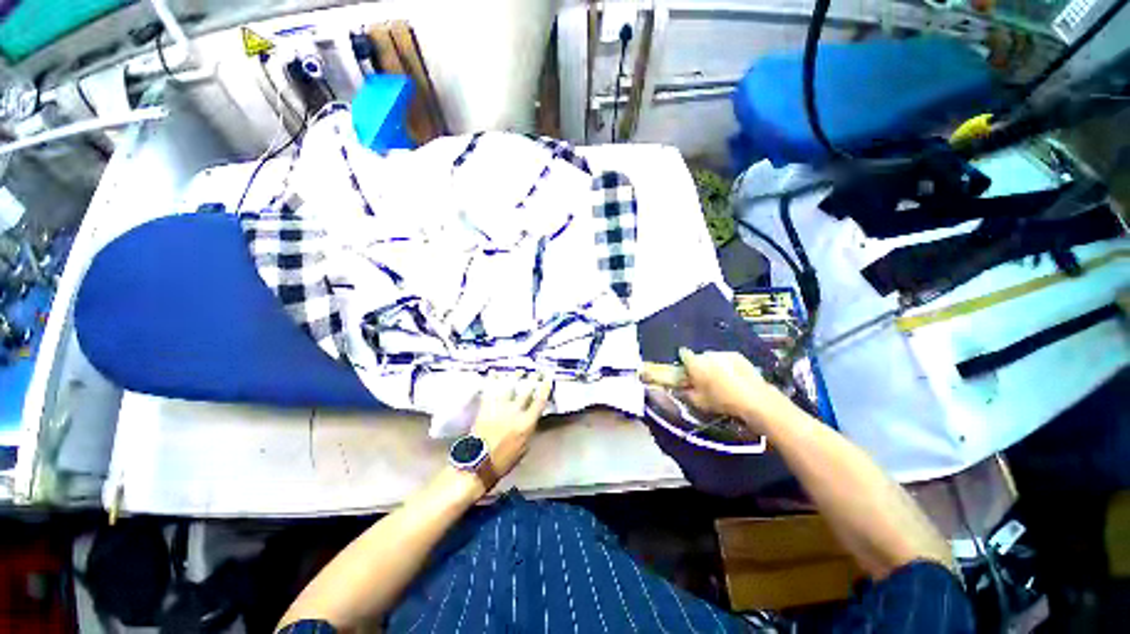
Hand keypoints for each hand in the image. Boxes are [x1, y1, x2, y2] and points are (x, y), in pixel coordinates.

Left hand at [471, 374, 552, 480]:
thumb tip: (532, 419)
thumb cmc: (504, 461)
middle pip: (526, 391)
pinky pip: (490, 390)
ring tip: (520, 371)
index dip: (545, 389)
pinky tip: (495, 373)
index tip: (548, 379)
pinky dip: (493, 380)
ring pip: (509, 387)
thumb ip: (529, 430)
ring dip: (516, 377)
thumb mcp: (524, 448)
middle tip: (538, 371)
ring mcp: (499, 408)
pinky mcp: (485, 408)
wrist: (478, 464)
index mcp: (526, 423)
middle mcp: (515, 412)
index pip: (540, 401)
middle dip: (533, 379)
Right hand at [676, 348, 792, 433]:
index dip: (683, 361)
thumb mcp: (698, 402)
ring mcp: (724, 353)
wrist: (754, 399)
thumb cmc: (721, 401)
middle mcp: (707, 354)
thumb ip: (686, 393)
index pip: (683, 354)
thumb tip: (681, 388)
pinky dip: (726, 365)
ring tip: (719, 379)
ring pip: (713, 357)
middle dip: (699, 365)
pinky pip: (726, 359)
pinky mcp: (738, 356)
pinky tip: (732, 377)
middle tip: (703, 378)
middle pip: (699, 357)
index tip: (685, 370)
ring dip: (713, 365)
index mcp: (695, 363)